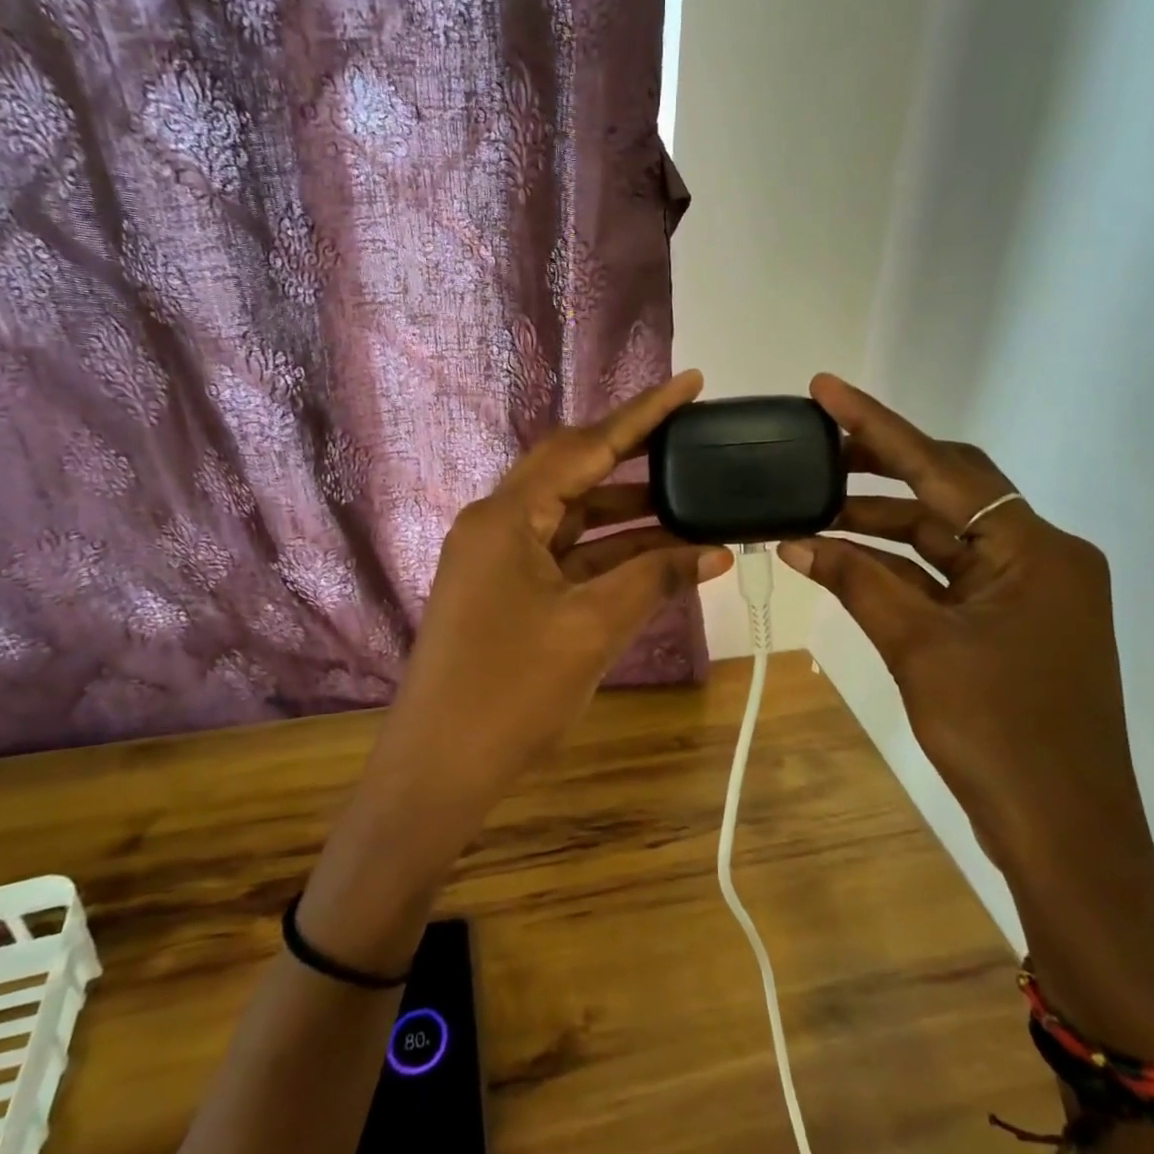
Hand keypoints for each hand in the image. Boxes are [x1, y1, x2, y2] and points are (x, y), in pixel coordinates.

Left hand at [301, 372, 728, 971]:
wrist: (438, 770)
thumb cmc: (511, 693)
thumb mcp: (592, 628)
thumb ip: (654, 579)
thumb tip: (715, 552)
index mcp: (508, 515)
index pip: (587, 446)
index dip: (644, 414)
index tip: (691, 383)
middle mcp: (497, 523)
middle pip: (575, 471)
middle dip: (634, 457)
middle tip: (691, 442)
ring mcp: (498, 559)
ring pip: (573, 518)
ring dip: (627, 513)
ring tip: (691, 502)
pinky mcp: (504, 592)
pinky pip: (565, 556)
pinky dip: (608, 554)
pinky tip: (656, 556)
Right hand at [781, 374, 1153, 1058]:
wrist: (1067, 837)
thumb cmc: (999, 736)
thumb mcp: (919, 648)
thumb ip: (858, 582)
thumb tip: (796, 541)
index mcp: (1035, 548)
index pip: (942, 467)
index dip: (877, 425)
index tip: (824, 389)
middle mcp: (1041, 555)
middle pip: (949, 491)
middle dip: (879, 467)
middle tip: (813, 448)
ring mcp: (1031, 592)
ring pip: (945, 536)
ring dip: (882, 522)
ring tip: (814, 508)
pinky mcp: (1016, 625)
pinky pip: (950, 577)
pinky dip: (900, 568)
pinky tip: (848, 560)